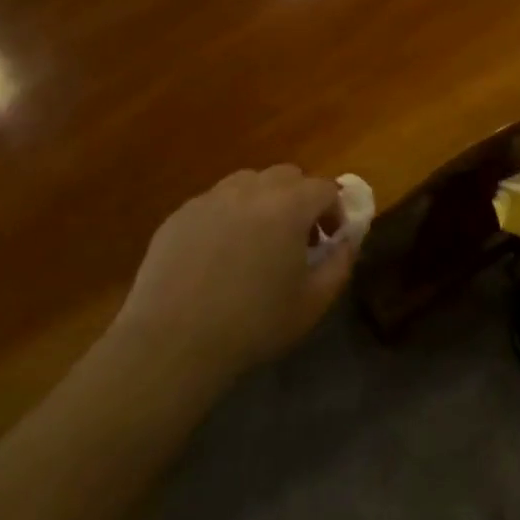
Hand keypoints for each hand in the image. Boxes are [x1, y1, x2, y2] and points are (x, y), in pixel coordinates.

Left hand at [112, 166, 354, 384]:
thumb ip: (341, 263)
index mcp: (289, 205)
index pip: (324, 187)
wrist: (172, 343)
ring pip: (248, 183)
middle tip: (297, 238)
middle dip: (299, 199)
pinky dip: (227, 217)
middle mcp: (251, 190)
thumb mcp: (313, 302)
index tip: (330, 239)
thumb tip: (347, 240)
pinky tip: (218, 255)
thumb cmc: (253, 324)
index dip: (334, 209)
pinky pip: (215, 203)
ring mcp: (210, 198)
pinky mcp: (179, 215)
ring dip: (263, 202)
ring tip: (257, 241)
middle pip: (286, 176)